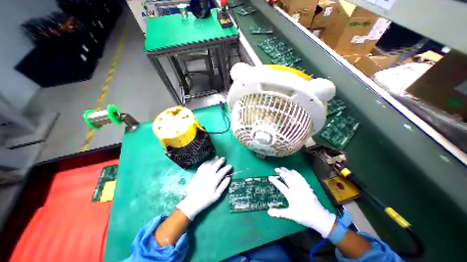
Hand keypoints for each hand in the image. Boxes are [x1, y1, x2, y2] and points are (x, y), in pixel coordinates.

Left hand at [176, 156, 232, 219]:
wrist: (192, 203)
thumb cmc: (206, 200)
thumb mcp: (216, 196)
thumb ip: (223, 186)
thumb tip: (229, 178)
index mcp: (213, 182)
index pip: (222, 172)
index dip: (227, 168)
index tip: (231, 166)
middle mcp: (208, 176)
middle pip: (215, 166)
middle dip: (220, 161)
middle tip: (224, 158)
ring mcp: (202, 174)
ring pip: (208, 164)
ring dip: (213, 160)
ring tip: (217, 157)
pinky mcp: (197, 174)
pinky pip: (202, 166)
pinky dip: (206, 162)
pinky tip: (208, 161)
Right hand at [266, 167, 335, 237]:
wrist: (319, 217)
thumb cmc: (304, 216)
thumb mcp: (291, 215)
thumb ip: (279, 213)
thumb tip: (268, 212)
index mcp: (291, 196)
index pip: (281, 186)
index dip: (275, 181)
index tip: (270, 177)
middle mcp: (296, 189)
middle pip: (287, 178)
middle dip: (281, 172)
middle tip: (276, 169)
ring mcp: (302, 187)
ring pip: (293, 176)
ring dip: (287, 171)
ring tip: (282, 168)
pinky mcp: (307, 186)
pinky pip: (301, 178)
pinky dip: (296, 173)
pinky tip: (293, 170)